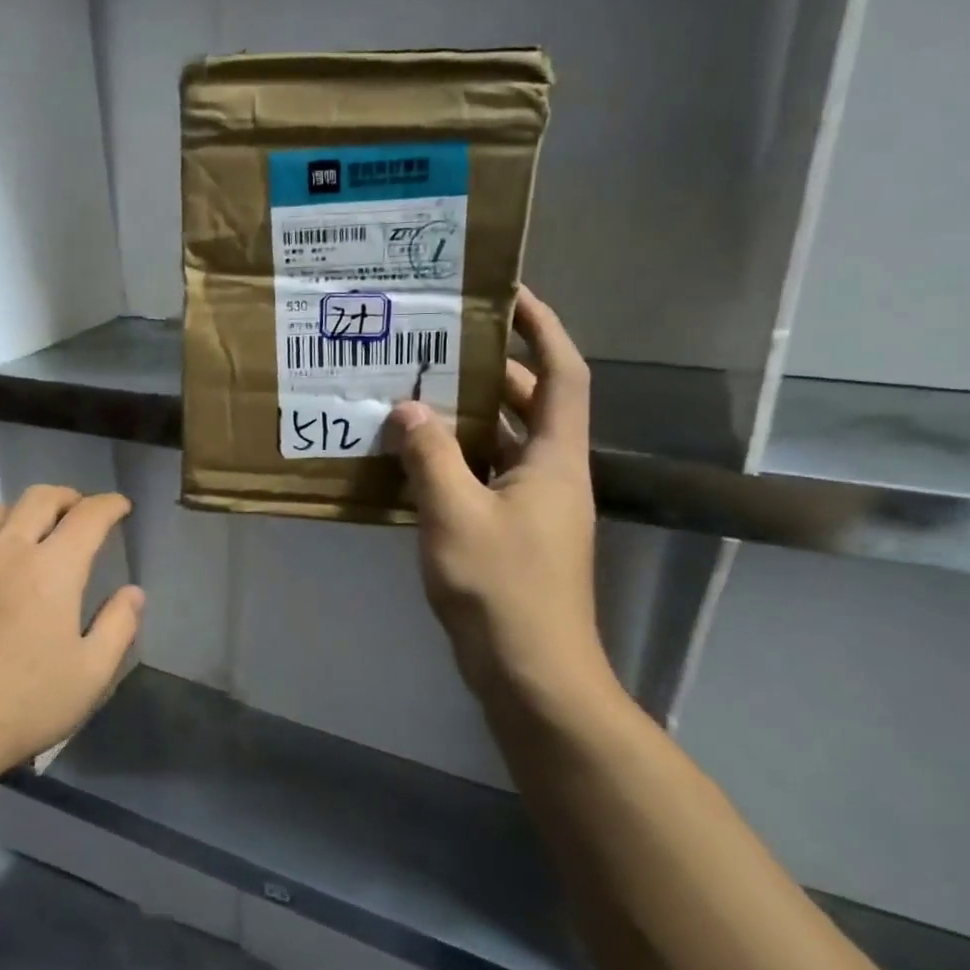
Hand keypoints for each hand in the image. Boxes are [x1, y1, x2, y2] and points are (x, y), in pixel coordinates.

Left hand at [0, 486, 143, 788]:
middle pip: (39, 498)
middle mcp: (7, 551)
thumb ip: (118, 626)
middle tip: (80, 511)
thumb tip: (132, 592)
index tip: (121, 507)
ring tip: (32, 533)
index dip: (110, 505)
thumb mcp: (90, 675)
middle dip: (67, 497)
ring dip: (22, 513)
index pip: (88, 516)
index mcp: (53, 568)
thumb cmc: (21, 705)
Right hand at [385, 288, 611, 726]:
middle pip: (531, 405)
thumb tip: (407, 409)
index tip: (511, 296)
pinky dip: (457, 462)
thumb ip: (430, 457)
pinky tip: (415, 461)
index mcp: (553, 459)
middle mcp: (552, 475)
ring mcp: (534, 508)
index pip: (563, 375)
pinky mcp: (513, 536)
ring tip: (418, 394)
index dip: (543, 330)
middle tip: (441, 346)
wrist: (531, 673)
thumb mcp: (454, 515)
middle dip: (493, 371)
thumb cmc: (502, 587)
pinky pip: (486, 479)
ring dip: (469, 418)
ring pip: (505, 444)